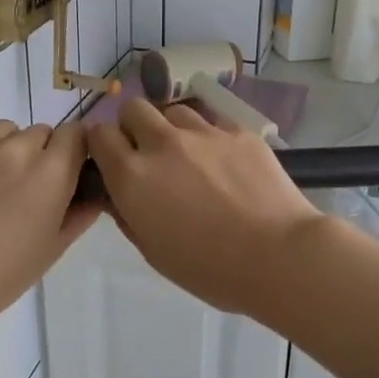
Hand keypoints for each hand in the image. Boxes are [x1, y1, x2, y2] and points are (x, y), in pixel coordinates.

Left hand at [0, 119, 97, 332]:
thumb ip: (80, 213)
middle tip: (19, 190)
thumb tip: (94, 192)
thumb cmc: (1, 275)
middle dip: (37, 155)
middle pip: (39, 133)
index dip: (72, 152)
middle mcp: (16, 146)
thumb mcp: (53, 248)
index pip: (76, 134)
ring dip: (2, 149)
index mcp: (52, 171)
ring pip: (2, 130)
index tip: (62, 172)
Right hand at [85, 101, 328, 315]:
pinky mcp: (239, 131)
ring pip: (175, 111)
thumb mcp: (154, 252)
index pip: (99, 134)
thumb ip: (128, 214)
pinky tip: (226, 164)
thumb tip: (118, 194)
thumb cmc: (210, 269)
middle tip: (149, 154)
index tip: (113, 160)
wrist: (279, 256)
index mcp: (133, 176)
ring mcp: (204, 133)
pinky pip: (214, 123)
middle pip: (134, 108)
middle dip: (134, 126)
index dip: (103, 145)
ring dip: (173, 129)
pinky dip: (210, 138)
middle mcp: (163, 144)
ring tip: (191, 158)